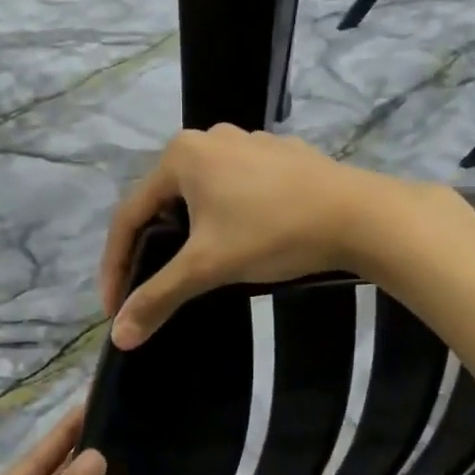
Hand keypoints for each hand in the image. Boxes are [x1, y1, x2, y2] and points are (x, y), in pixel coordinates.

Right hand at [99, 126, 420, 349]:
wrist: (359, 216)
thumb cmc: (272, 233)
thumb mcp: (207, 267)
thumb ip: (158, 297)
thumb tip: (119, 337)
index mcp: (181, 155)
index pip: (129, 215)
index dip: (115, 265)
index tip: (115, 306)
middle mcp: (209, 138)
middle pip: (164, 202)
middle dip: (153, 247)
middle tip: (152, 286)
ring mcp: (249, 142)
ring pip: (202, 195)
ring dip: (190, 232)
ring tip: (195, 268)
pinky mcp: (280, 156)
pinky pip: (237, 188)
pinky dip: (227, 217)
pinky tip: (243, 240)